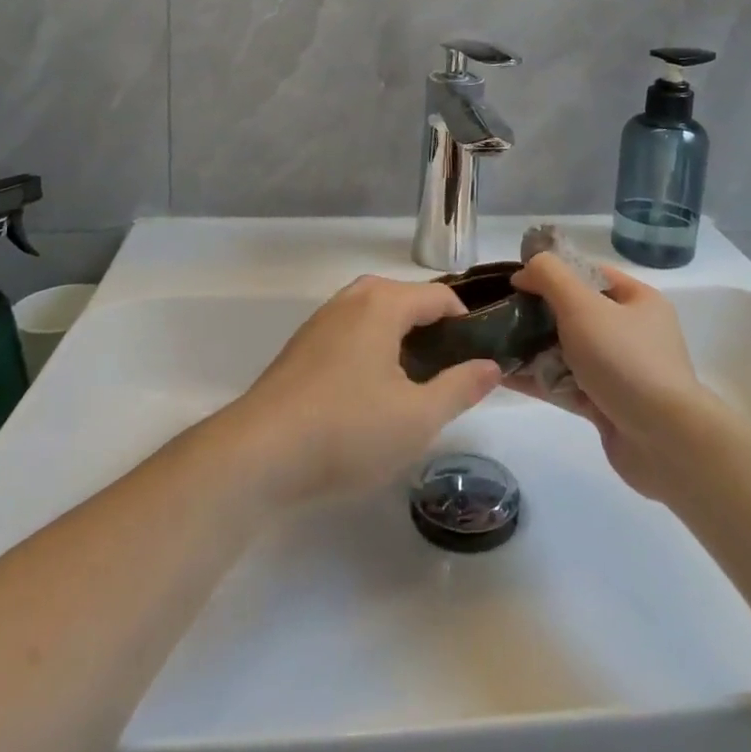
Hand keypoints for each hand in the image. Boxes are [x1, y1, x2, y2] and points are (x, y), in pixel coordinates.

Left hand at [224, 275, 501, 505]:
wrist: (259, 454)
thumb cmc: (348, 430)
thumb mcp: (418, 417)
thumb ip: (461, 387)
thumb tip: (491, 365)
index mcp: (383, 303)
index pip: (439, 297)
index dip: (466, 323)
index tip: (478, 360)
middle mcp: (351, 299)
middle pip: (406, 300)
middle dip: (433, 331)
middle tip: (448, 376)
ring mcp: (321, 321)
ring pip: (375, 317)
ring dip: (400, 341)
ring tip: (413, 386)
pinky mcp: (301, 347)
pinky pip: (350, 334)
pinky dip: (371, 350)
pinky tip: (369, 395)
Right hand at [506, 254, 709, 500]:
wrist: (665, 442)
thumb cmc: (625, 360)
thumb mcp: (583, 305)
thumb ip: (550, 276)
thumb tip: (525, 272)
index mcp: (638, 301)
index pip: (589, 274)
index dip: (553, 272)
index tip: (517, 280)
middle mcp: (632, 333)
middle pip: (576, 313)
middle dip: (538, 314)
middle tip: (500, 315)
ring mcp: (619, 372)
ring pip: (567, 352)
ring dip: (533, 348)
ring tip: (493, 345)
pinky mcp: (606, 405)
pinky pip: (566, 385)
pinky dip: (538, 380)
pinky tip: (503, 377)